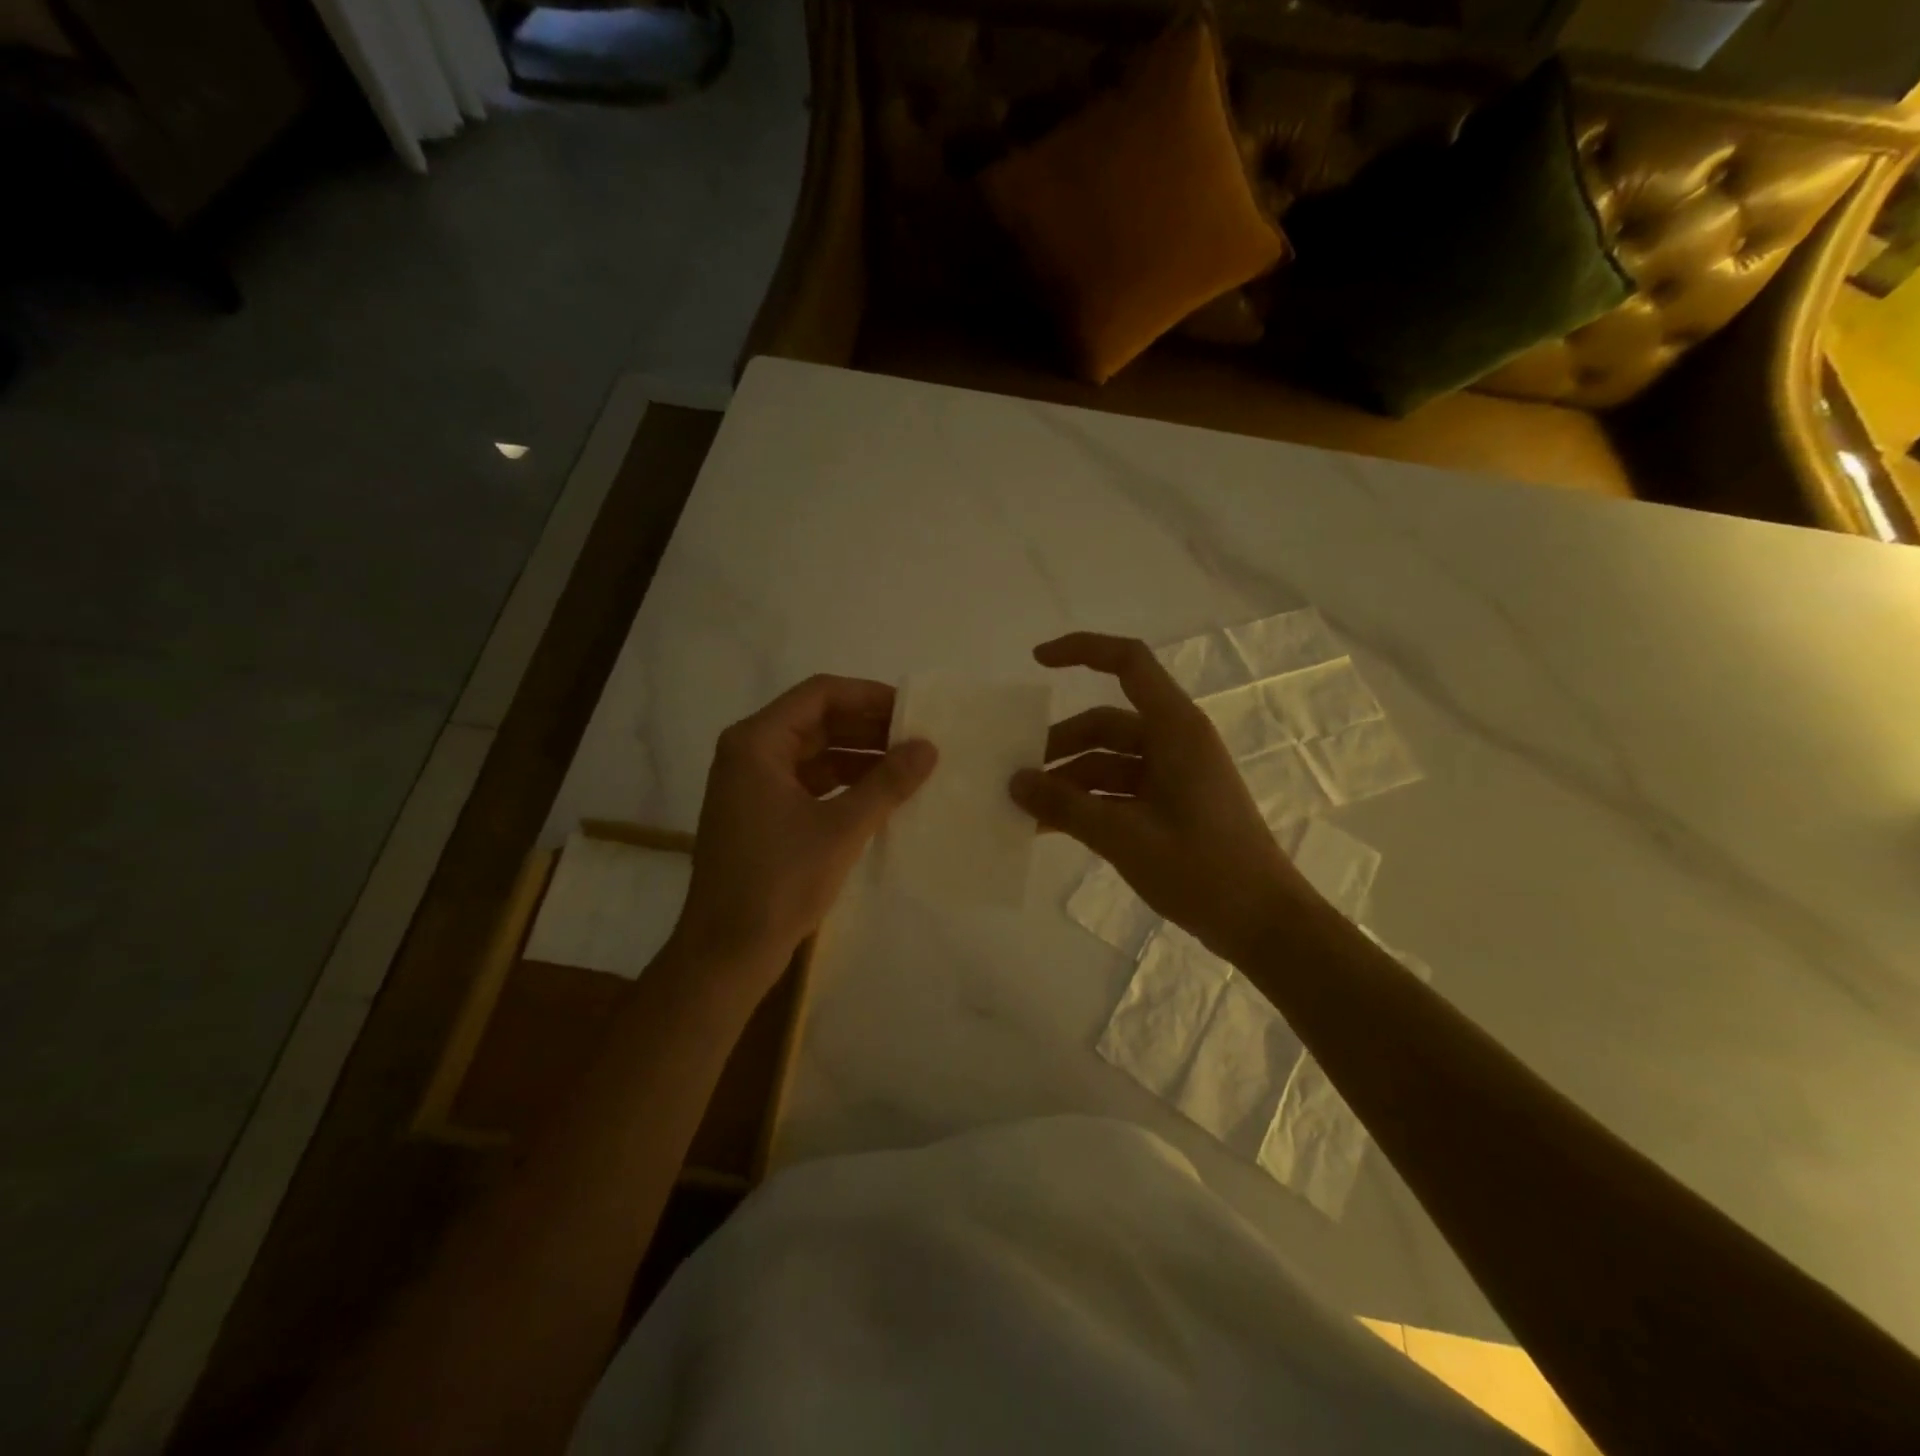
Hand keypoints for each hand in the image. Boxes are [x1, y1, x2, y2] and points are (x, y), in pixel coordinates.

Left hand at [672, 675, 936, 985]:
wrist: (727, 952)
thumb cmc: (779, 882)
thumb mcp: (841, 829)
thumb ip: (887, 783)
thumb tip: (928, 747)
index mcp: (757, 743)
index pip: (820, 694)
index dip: (869, 696)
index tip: (912, 710)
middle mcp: (751, 754)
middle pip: (818, 721)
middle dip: (869, 728)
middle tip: (919, 738)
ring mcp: (754, 786)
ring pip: (816, 753)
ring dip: (860, 757)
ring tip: (909, 766)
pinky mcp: (763, 815)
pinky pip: (810, 783)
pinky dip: (845, 784)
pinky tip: (882, 796)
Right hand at [1009, 633, 1317, 965]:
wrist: (1263, 924)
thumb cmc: (1202, 869)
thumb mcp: (1124, 836)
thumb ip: (1065, 806)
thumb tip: (1014, 782)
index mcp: (1175, 730)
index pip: (1129, 663)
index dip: (1083, 650)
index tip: (1037, 662)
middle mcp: (1173, 743)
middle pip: (1105, 724)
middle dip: (1059, 744)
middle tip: (1015, 774)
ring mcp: (1173, 777)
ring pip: (1107, 762)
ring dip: (1067, 780)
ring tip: (1024, 809)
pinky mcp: (1169, 807)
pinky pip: (1117, 792)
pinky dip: (1086, 804)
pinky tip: (1050, 828)